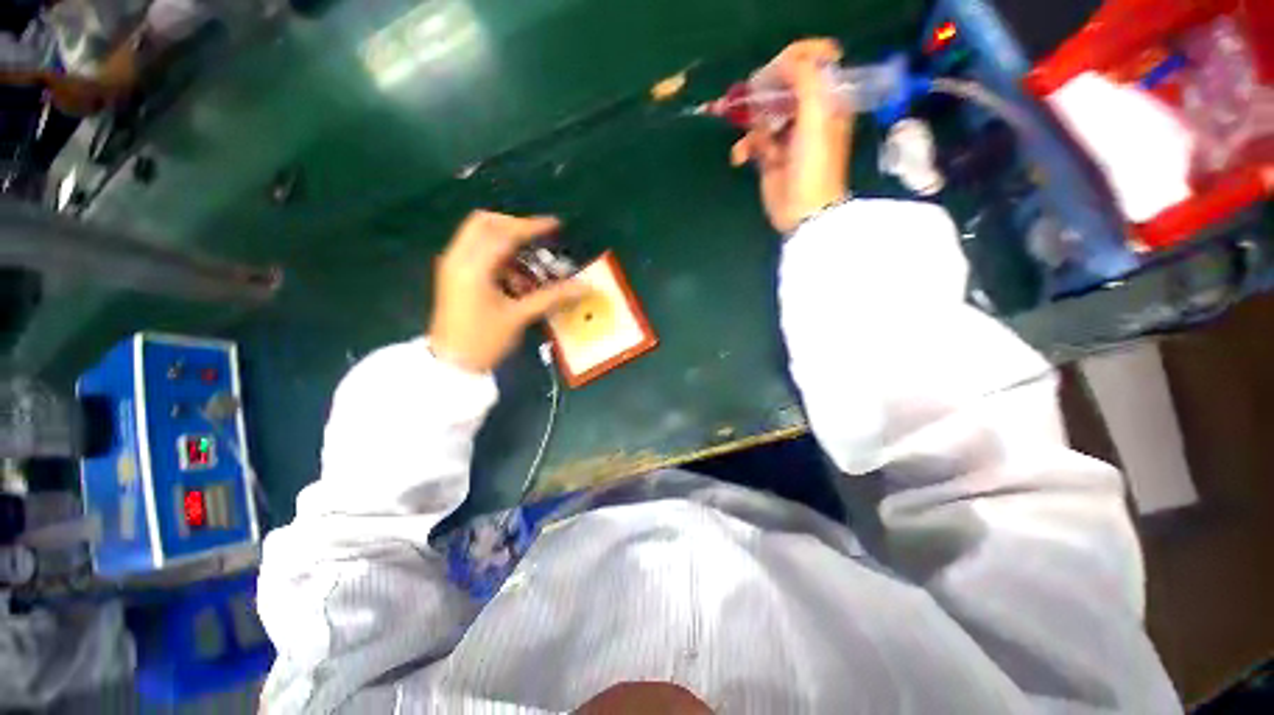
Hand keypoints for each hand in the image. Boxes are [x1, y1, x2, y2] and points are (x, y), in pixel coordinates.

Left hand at [428, 210, 585, 372]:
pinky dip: (498, 258)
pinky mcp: (454, 275)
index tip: (555, 226)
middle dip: (515, 227)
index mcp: (473, 267)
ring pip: (479, 236)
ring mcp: (453, 265)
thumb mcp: (520, 316)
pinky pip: (477, 252)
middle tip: (538, 240)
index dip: (531, 227)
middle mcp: (458, 258)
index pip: (503, 233)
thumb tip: (584, 286)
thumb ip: (552, 296)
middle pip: (485, 223)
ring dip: (507, 245)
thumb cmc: (484, 340)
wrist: (452, 365)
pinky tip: (516, 281)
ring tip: (530, 270)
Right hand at [730, 39, 854, 232]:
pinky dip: (744, 148)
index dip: (794, 60)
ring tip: (751, 137)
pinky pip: (752, 142)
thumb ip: (805, 81)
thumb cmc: (815, 164)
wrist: (804, 210)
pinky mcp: (769, 157)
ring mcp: (786, 137)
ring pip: (763, 115)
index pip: (812, 65)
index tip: (775, 69)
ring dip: (751, 125)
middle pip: (782, 89)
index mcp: (826, 101)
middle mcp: (807, 115)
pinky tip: (740, 157)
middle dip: (764, 92)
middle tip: (752, 96)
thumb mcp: (816, 116)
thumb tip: (786, 60)